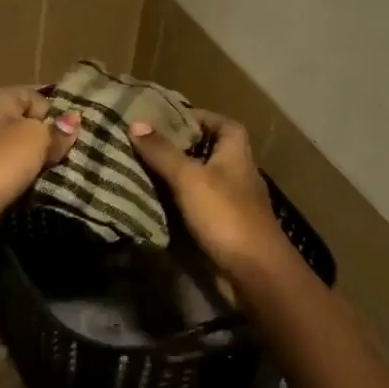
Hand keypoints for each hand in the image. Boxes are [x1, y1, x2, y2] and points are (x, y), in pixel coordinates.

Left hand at [0, 88, 78, 245]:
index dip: (52, 111)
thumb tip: (73, 120)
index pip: (31, 96)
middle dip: (46, 141)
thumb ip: (56, 131)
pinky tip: (32, 193)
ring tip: (55, 177)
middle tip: (67, 157)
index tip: (68, 134)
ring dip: (34, 166)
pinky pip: (5, 177)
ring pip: (15, 154)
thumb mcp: (35, 139)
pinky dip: (19, 184)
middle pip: (23, 126)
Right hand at [129, 111, 292, 277]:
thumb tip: (135, 124)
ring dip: (173, 175)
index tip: (161, 119)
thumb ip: (162, 151)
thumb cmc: (225, 214)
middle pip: (205, 149)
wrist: (253, 270)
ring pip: (198, 178)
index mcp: (236, 150)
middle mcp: (236, 170)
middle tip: (141, 144)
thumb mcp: (189, 177)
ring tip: (138, 169)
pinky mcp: (222, 224)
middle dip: (176, 146)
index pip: (217, 121)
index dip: (193, 117)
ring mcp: (230, 199)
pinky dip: (176, 200)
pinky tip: (152, 201)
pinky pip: (195, 204)